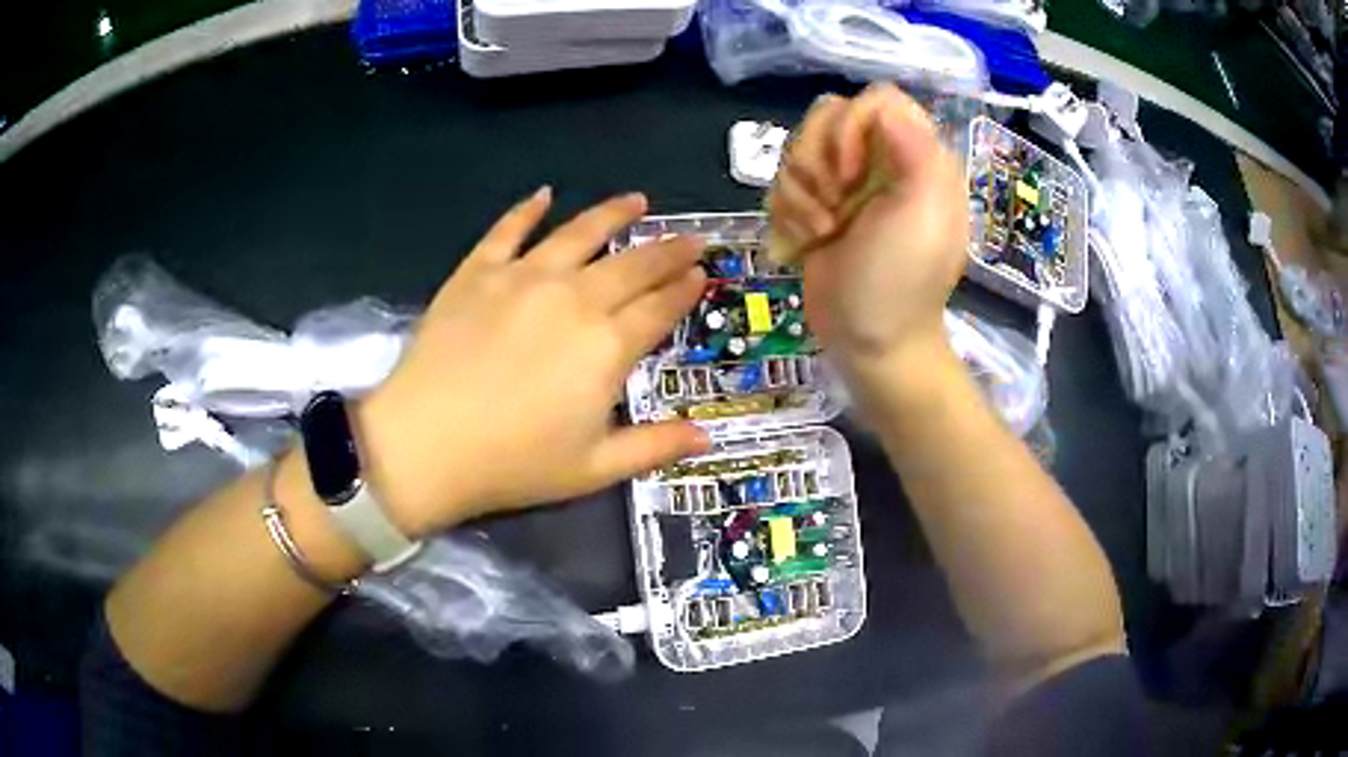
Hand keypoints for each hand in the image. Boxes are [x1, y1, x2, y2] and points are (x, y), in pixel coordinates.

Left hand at [354, 189, 711, 536]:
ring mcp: (523, 278)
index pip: (659, 309)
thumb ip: (654, 447)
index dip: (684, 290)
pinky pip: (508, 230)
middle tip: (691, 237)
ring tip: (638, 199)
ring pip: (580, 233)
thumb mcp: (594, 469)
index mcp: (607, 347)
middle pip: (633, 265)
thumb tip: (708, 437)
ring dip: (613, 214)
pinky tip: (544, 194)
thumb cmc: (514, 463)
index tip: (702, 273)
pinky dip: (528, 210)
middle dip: (668, 250)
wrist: (426, 444)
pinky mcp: (478, 272)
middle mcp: (574, 299)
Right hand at [768, 84, 967, 376]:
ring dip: (799, 192)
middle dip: (817, 161)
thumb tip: (884, 108)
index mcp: (917, 156)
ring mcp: (846, 182)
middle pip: (827, 115)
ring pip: (799, 146)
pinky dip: (788, 213)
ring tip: (821, 231)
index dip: (851, 127)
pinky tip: (807, 243)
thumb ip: (915, 151)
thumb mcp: (921, 215)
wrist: (869, 341)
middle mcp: (880, 159)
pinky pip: (783, 181)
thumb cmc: (900, 282)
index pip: (877, 99)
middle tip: (834, 206)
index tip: (849, 175)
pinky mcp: (816, 204)